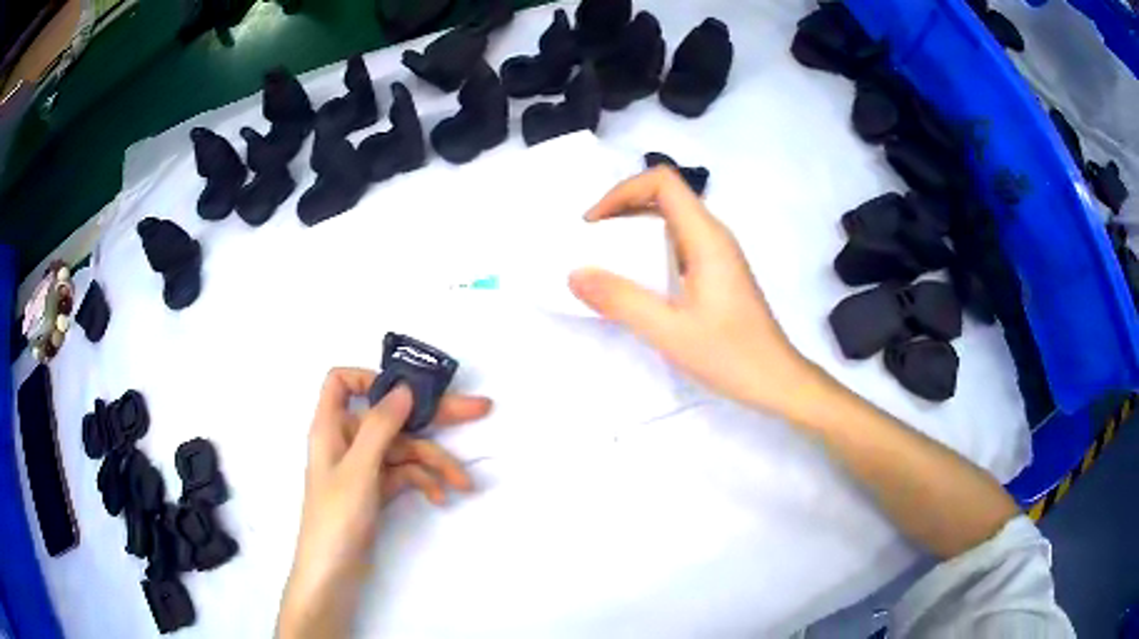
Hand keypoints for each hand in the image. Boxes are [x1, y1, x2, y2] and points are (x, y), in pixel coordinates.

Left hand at [278, 368, 490, 638]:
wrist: (332, 574)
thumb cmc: (336, 518)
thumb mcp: (359, 470)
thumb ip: (380, 427)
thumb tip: (405, 388)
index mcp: (331, 426)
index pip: (342, 382)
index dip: (371, 379)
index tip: (407, 392)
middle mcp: (347, 440)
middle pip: (390, 416)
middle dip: (433, 416)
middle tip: (480, 409)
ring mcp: (363, 467)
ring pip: (404, 450)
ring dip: (435, 463)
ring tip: (464, 483)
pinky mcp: (376, 490)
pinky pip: (404, 475)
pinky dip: (423, 482)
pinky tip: (441, 497)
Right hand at [569, 167, 811, 416]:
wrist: (777, 381)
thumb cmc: (730, 355)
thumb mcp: (669, 331)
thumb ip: (621, 300)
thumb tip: (575, 274)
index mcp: (706, 237)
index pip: (662, 181)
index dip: (622, 191)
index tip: (594, 225)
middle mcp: (714, 236)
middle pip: (664, 197)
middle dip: (622, 209)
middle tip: (591, 243)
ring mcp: (718, 255)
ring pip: (671, 221)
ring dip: (634, 230)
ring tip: (605, 261)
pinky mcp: (718, 274)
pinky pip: (679, 245)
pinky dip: (650, 250)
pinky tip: (637, 282)